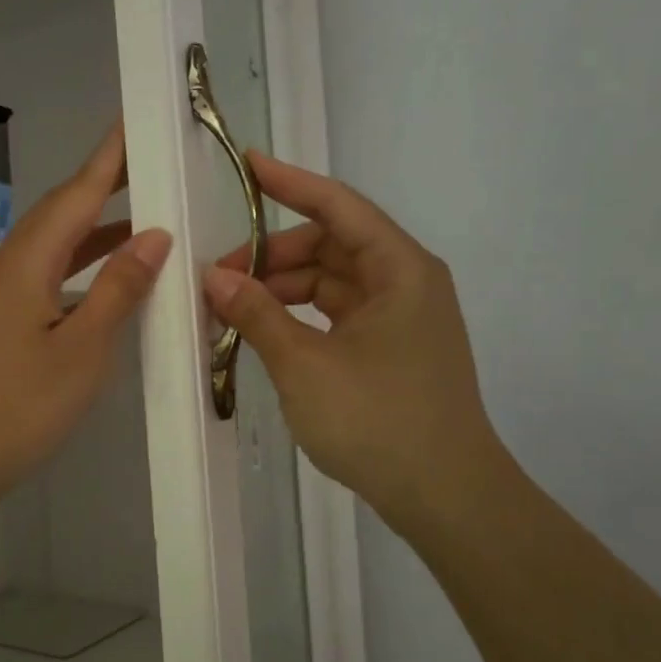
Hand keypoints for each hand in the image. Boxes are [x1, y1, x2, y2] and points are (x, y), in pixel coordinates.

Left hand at [0, 124, 171, 510]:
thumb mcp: (81, 351)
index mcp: (26, 263)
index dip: (108, 158)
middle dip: (101, 188)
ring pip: (49, 250)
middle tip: (146, 167)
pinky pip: (40, 281)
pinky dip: (75, 271)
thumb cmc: (15, 409)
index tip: (134, 119)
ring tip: (139, 224)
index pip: (75, 194)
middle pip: (57, 215)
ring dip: (91, 233)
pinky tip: (97, 287)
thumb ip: (117, 290)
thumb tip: (153, 235)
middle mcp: (5, 270)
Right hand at [203, 151, 507, 537]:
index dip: (289, 183)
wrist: (445, 496)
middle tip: (218, 277)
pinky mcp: (390, 349)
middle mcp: (405, 282)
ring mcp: (400, 318)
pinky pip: (335, 314)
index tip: (246, 165)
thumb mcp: (306, 364)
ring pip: (330, 282)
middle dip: (272, 255)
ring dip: (282, 288)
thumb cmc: (378, 420)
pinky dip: (299, 316)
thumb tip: (215, 276)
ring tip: (230, 309)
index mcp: (399, 269)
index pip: (337, 206)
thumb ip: (257, 314)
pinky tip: (263, 331)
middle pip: (330, 245)